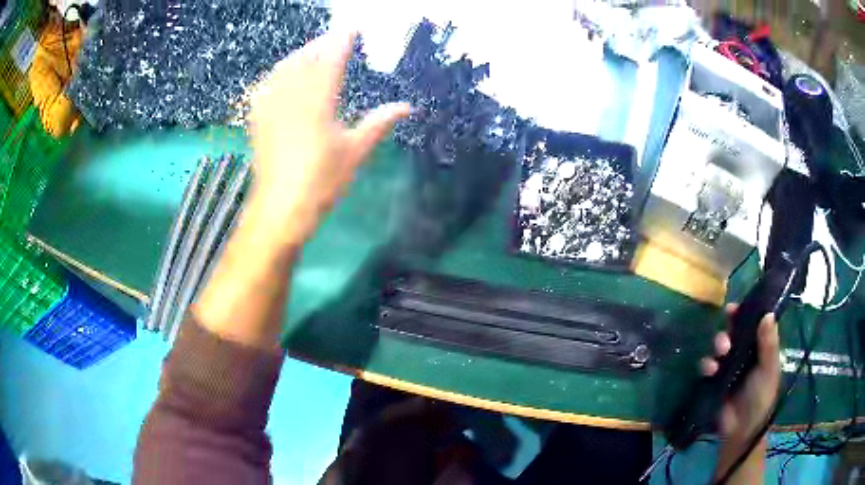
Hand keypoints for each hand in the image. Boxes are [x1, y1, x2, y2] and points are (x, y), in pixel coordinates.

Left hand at [248, 31, 410, 243]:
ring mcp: (271, 107)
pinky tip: (281, 75)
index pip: (332, 58)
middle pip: (305, 57)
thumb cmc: (321, 182)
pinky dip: (276, 74)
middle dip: (321, 43)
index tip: (354, 28)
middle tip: (336, 38)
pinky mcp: (258, 120)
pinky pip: (265, 86)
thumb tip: (407, 106)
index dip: (343, 39)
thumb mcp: (355, 152)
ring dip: (300, 54)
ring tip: (312, 51)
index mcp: (319, 101)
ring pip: (283, 68)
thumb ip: (379, 123)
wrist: (280, 209)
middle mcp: (292, 96)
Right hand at [700, 305, 780, 442]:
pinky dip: (707, 364)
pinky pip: (708, 365)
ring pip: (720, 346)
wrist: (741, 429)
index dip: (745, 313)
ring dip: (718, 345)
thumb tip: (767, 313)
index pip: (753, 323)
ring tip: (720, 353)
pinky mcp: (715, 380)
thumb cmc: (761, 397)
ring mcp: (729, 366)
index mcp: (760, 347)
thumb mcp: (769, 370)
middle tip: (727, 338)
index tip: (734, 308)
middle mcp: (745, 353)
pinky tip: (710, 370)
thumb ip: (768, 344)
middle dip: (728, 330)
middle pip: (734, 331)